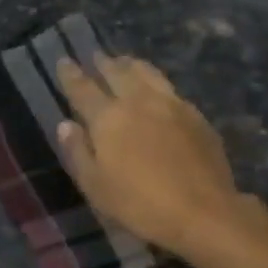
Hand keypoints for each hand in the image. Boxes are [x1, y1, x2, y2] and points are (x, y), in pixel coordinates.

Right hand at [55, 54, 250, 259]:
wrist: (203, 211)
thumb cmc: (140, 204)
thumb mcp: (96, 186)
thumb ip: (78, 152)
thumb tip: (66, 125)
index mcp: (108, 118)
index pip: (83, 88)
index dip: (71, 74)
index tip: (64, 61)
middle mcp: (138, 101)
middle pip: (117, 72)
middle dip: (103, 63)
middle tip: (96, 56)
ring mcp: (170, 104)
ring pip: (147, 73)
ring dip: (131, 65)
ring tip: (125, 62)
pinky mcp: (195, 115)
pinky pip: (170, 88)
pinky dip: (156, 81)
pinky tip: (158, 89)